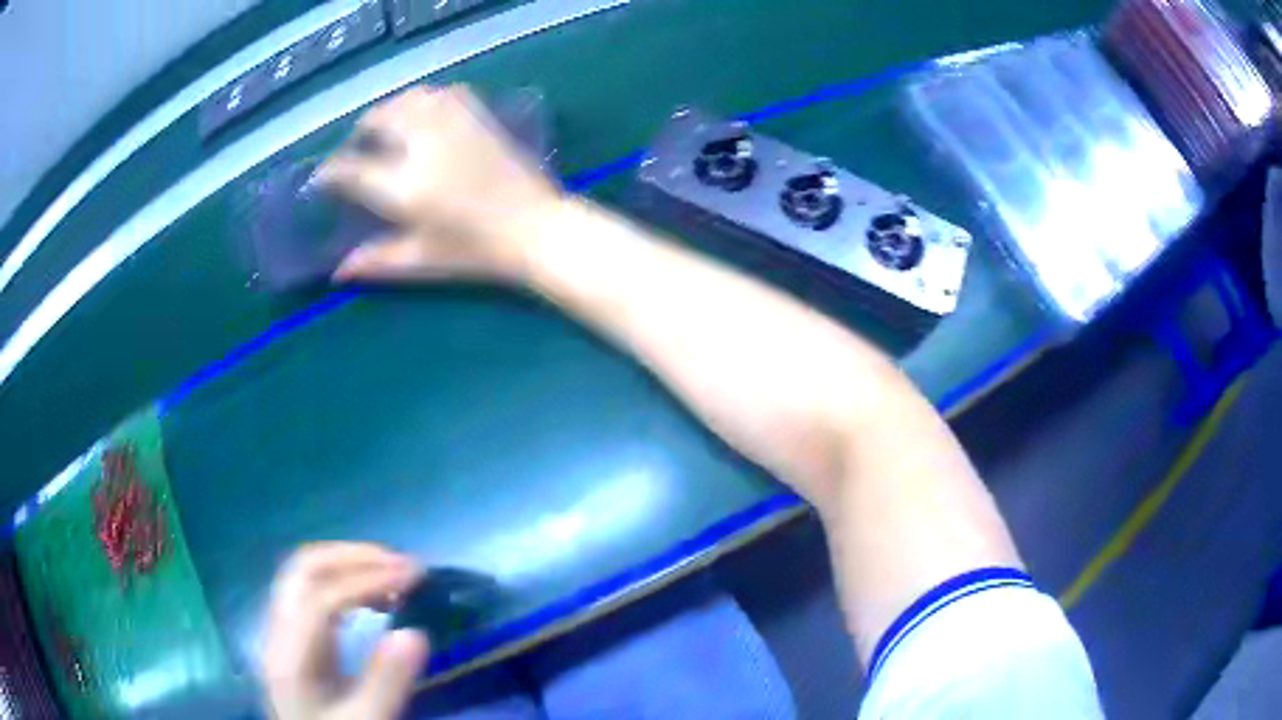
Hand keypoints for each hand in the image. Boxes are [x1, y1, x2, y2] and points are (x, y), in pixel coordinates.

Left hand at [263, 542, 428, 719]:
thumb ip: (386, 682)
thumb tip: (416, 633)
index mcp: (291, 654)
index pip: (322, 598)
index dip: (367, 580)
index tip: (415, 577)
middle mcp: (280, 630)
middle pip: (305, 569)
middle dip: (355, 557)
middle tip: (403, 565)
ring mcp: (283, 629)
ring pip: (306, 573)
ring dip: (349, 564)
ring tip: (393, 576)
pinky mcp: (294, 634)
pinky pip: (312, 589)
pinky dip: (344, 581)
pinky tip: (372, 598)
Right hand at [318, 85, 562, 282]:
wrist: (537, 229)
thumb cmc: (477, 253)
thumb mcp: (423, 261)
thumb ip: (378, 261)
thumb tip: (338, 272)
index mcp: (405, 187)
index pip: (353, 171)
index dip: (331, 172)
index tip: (321, 177)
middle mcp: (424, 147)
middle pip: (380, 120)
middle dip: (362, 130)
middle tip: (358, 145)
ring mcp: (454, 127)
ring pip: (411, 99)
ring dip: (392, 108)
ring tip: (387, 124)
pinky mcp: (480, 118)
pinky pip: (445, 93)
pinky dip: (427, 98)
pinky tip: (426, 113)